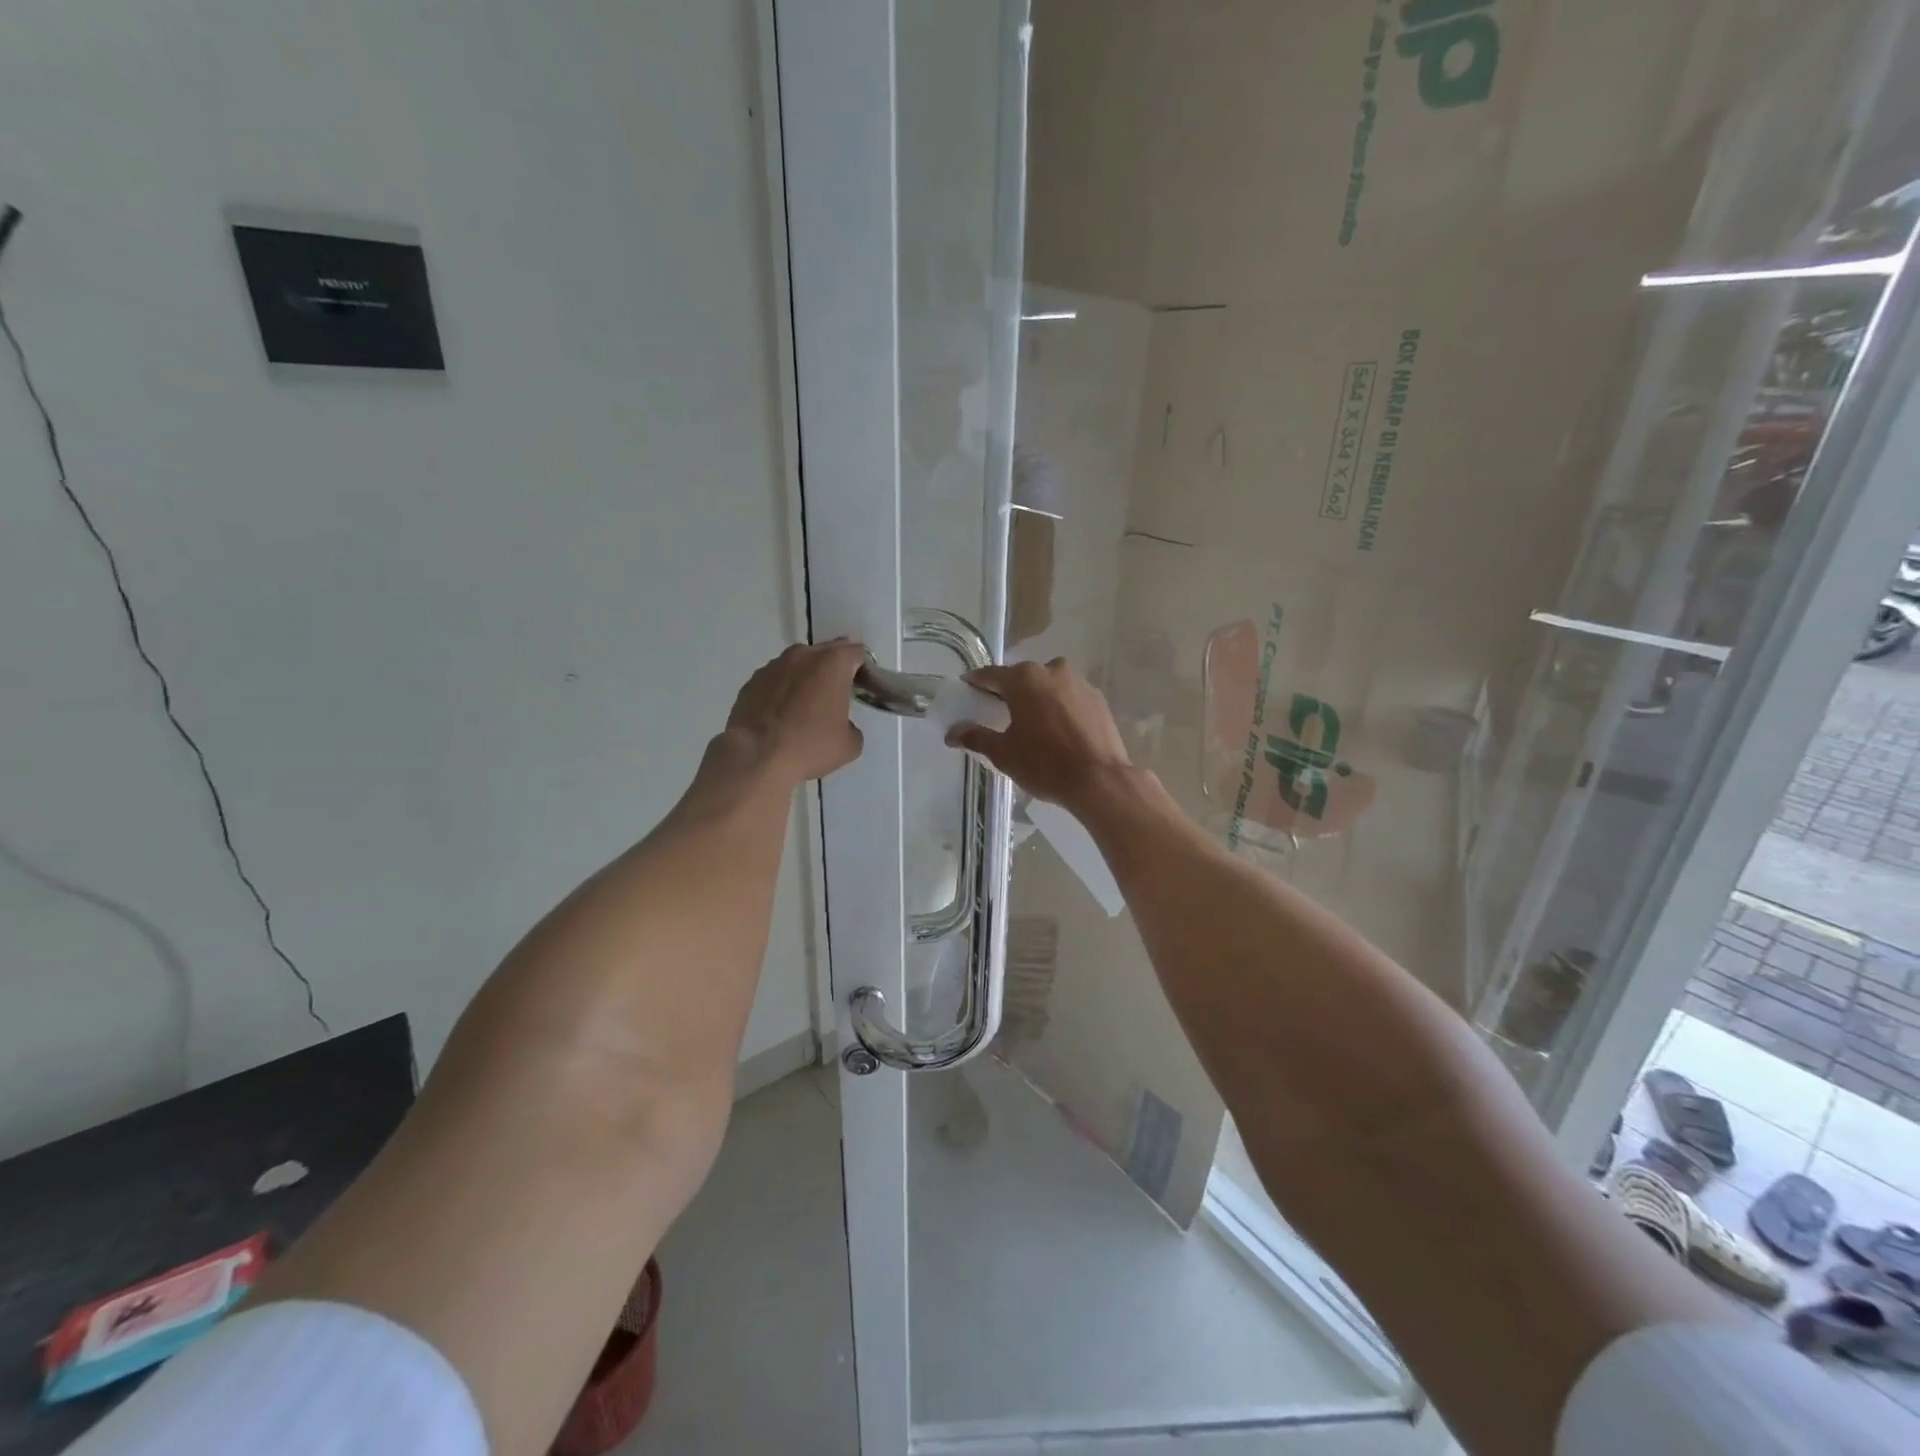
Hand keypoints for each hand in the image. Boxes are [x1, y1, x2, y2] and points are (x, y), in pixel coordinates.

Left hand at [725, 640, 866, 782]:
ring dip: (806, 679)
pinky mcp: (752, 681)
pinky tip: (781, 716)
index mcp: (833, 663)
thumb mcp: (849, 745)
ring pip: (798, 665)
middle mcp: (803, 655)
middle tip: (837, 697)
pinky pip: (776, 680)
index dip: (863, 670)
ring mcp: (773, 666)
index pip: (857, 653)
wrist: (756, 757)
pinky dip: (782, 691)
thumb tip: (842, 725)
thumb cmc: (809, 746)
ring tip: (805, 707)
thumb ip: (852, 726)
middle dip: (834, 670)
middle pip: (826, 653)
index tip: (862, 688)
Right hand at [946, 658, 1130, 809]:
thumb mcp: (1003, 753)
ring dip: (1037, 698)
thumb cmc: (1044, 764)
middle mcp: (1052, 670)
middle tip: (998, 711)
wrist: (1099, 780)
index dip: (976, 683)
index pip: (991, 675)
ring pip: (1048, 686)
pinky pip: (1070, 698)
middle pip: (1022, 677)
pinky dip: (1059, 707)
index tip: (967, 690)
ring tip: (1031, 723)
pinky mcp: (1098, 699)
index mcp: (1024, 678)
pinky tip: (1058, 730)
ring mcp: (1079, 682)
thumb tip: (952, 733)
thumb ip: (975, 737)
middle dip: (1009, 692)